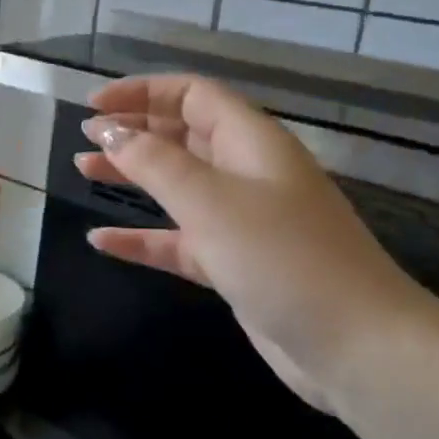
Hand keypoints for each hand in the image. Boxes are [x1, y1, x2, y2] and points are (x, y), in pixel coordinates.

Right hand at [78, 75, 438, 408]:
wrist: (355, 346)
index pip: (192, 95)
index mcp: (251, 141)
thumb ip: (154, 163)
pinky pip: (180, 239)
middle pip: (183, 134)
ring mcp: (243, 220)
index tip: (95, 107)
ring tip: (83, 170)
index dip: (142, 92)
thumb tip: (110, 131)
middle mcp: (247, 172)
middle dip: (134, 130)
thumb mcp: (210, 201)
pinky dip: (144, 237)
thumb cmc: (281, 256)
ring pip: (178, 185)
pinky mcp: (236, 263)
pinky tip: (102, 242)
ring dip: (133, 176)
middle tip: (85, 137)